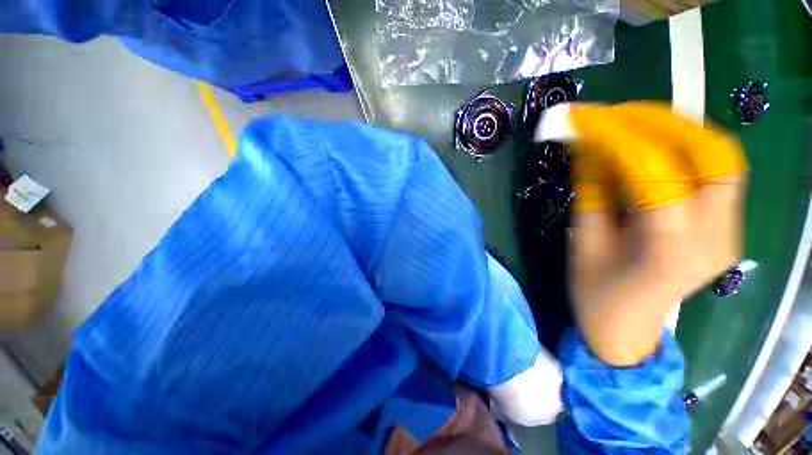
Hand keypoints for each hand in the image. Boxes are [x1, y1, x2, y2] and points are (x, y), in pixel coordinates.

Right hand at [545, 102, 748, 365]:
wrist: (625, 327)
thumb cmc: (593, 290)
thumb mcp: (582, 239)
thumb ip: (591, 188)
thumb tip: (587, 143)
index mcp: (670, 249)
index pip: (653, 170)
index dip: (615, 136)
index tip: (582, 118)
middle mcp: (715, 237)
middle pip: (709, 154)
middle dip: (657, 121)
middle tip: (611, 113)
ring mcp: (729, 231)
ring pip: (719, 156)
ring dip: (673, 128)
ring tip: (627, 121)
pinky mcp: (727, 226)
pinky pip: (713, 170)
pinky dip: (681, 146)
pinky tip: (649, 143)